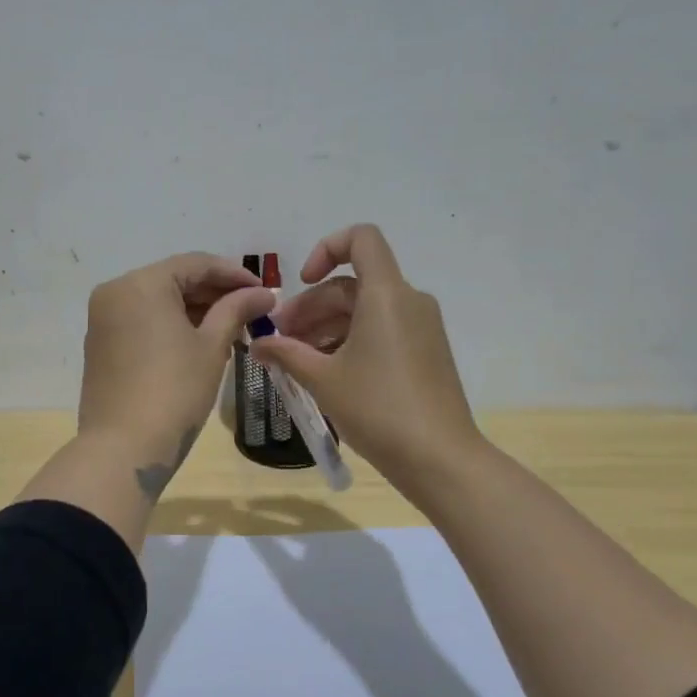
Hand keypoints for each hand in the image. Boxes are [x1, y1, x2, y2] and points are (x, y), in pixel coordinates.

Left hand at [78, 252, 274, 486]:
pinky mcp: (100, 346)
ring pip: (157, 302)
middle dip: (215, 294)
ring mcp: (103, 320)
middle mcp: (115, 292)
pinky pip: (141, 322)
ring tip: (233, 329)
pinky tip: (200, 342)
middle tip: (253, 312)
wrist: (123, 449)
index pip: (195, 264)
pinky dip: (171, 326)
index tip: (265, 291)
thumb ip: (236, 310)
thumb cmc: (174, 391)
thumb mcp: (212, 347)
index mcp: (140, 283)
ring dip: (195, 311)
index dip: (234, 275)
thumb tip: (264, 293)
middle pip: (174, 280)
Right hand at [249, 224, 479, 487]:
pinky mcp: (425, 353)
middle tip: (279, 340)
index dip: (325, 248)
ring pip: (364, 311)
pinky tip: (325, 373)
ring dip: (326, 327)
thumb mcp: (322, 380)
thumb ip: (285, 353)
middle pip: (352, 284)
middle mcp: (409, 302)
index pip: (361, 238)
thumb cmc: (378, 409)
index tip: (301, 282)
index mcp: (386, 295)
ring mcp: (421, 328)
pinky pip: (381, 331)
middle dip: (311, 307)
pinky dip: (350, 341)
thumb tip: (257, 344)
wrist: (440, 458)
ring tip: (295, 361)